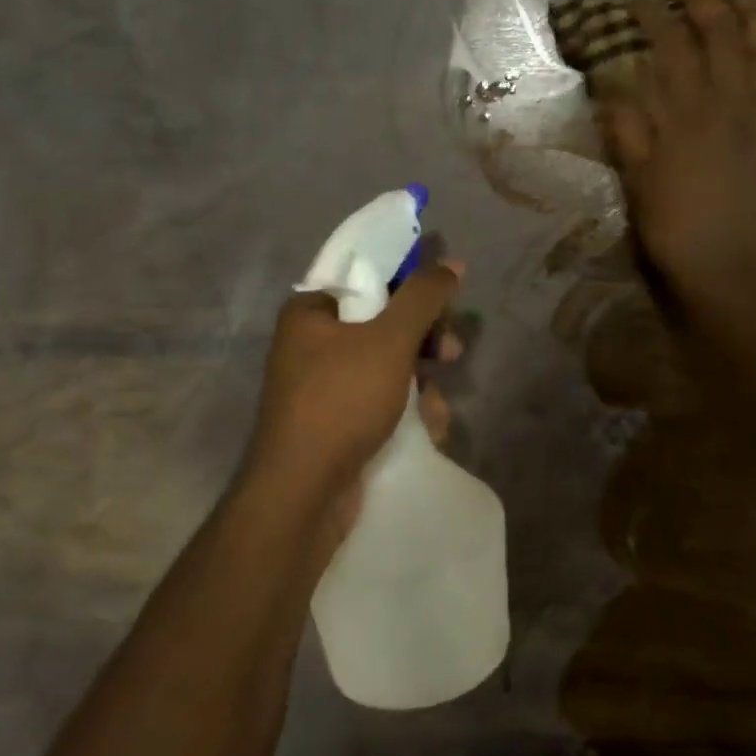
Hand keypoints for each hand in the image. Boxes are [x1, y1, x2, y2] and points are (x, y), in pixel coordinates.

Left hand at [243, 260, 462, 539]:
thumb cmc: (341, 400)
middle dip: (424, 343)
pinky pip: (382, 404)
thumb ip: (423, 297)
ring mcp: (324, 389)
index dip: (411, 289)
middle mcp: (312, 345)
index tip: (444, 306)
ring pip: (390, 369)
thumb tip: (452, 262)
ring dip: (422, 385)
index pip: (369, 281)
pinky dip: (407, 413)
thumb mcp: (389, 339)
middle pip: (384, 326)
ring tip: (435, 409)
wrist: (303, 493)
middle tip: (450, 353)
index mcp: (311, 313)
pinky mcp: (337, 425)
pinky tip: (428, 432)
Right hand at [601, 0, 755, 320]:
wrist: (729, 268)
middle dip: (703, 2)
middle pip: (721, 37)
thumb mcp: (636, 181)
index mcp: (686, 114)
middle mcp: (730, 104)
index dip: (653, 16)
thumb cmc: (674, 228)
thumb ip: (627, 131)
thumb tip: (612, 87)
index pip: (669, 48)